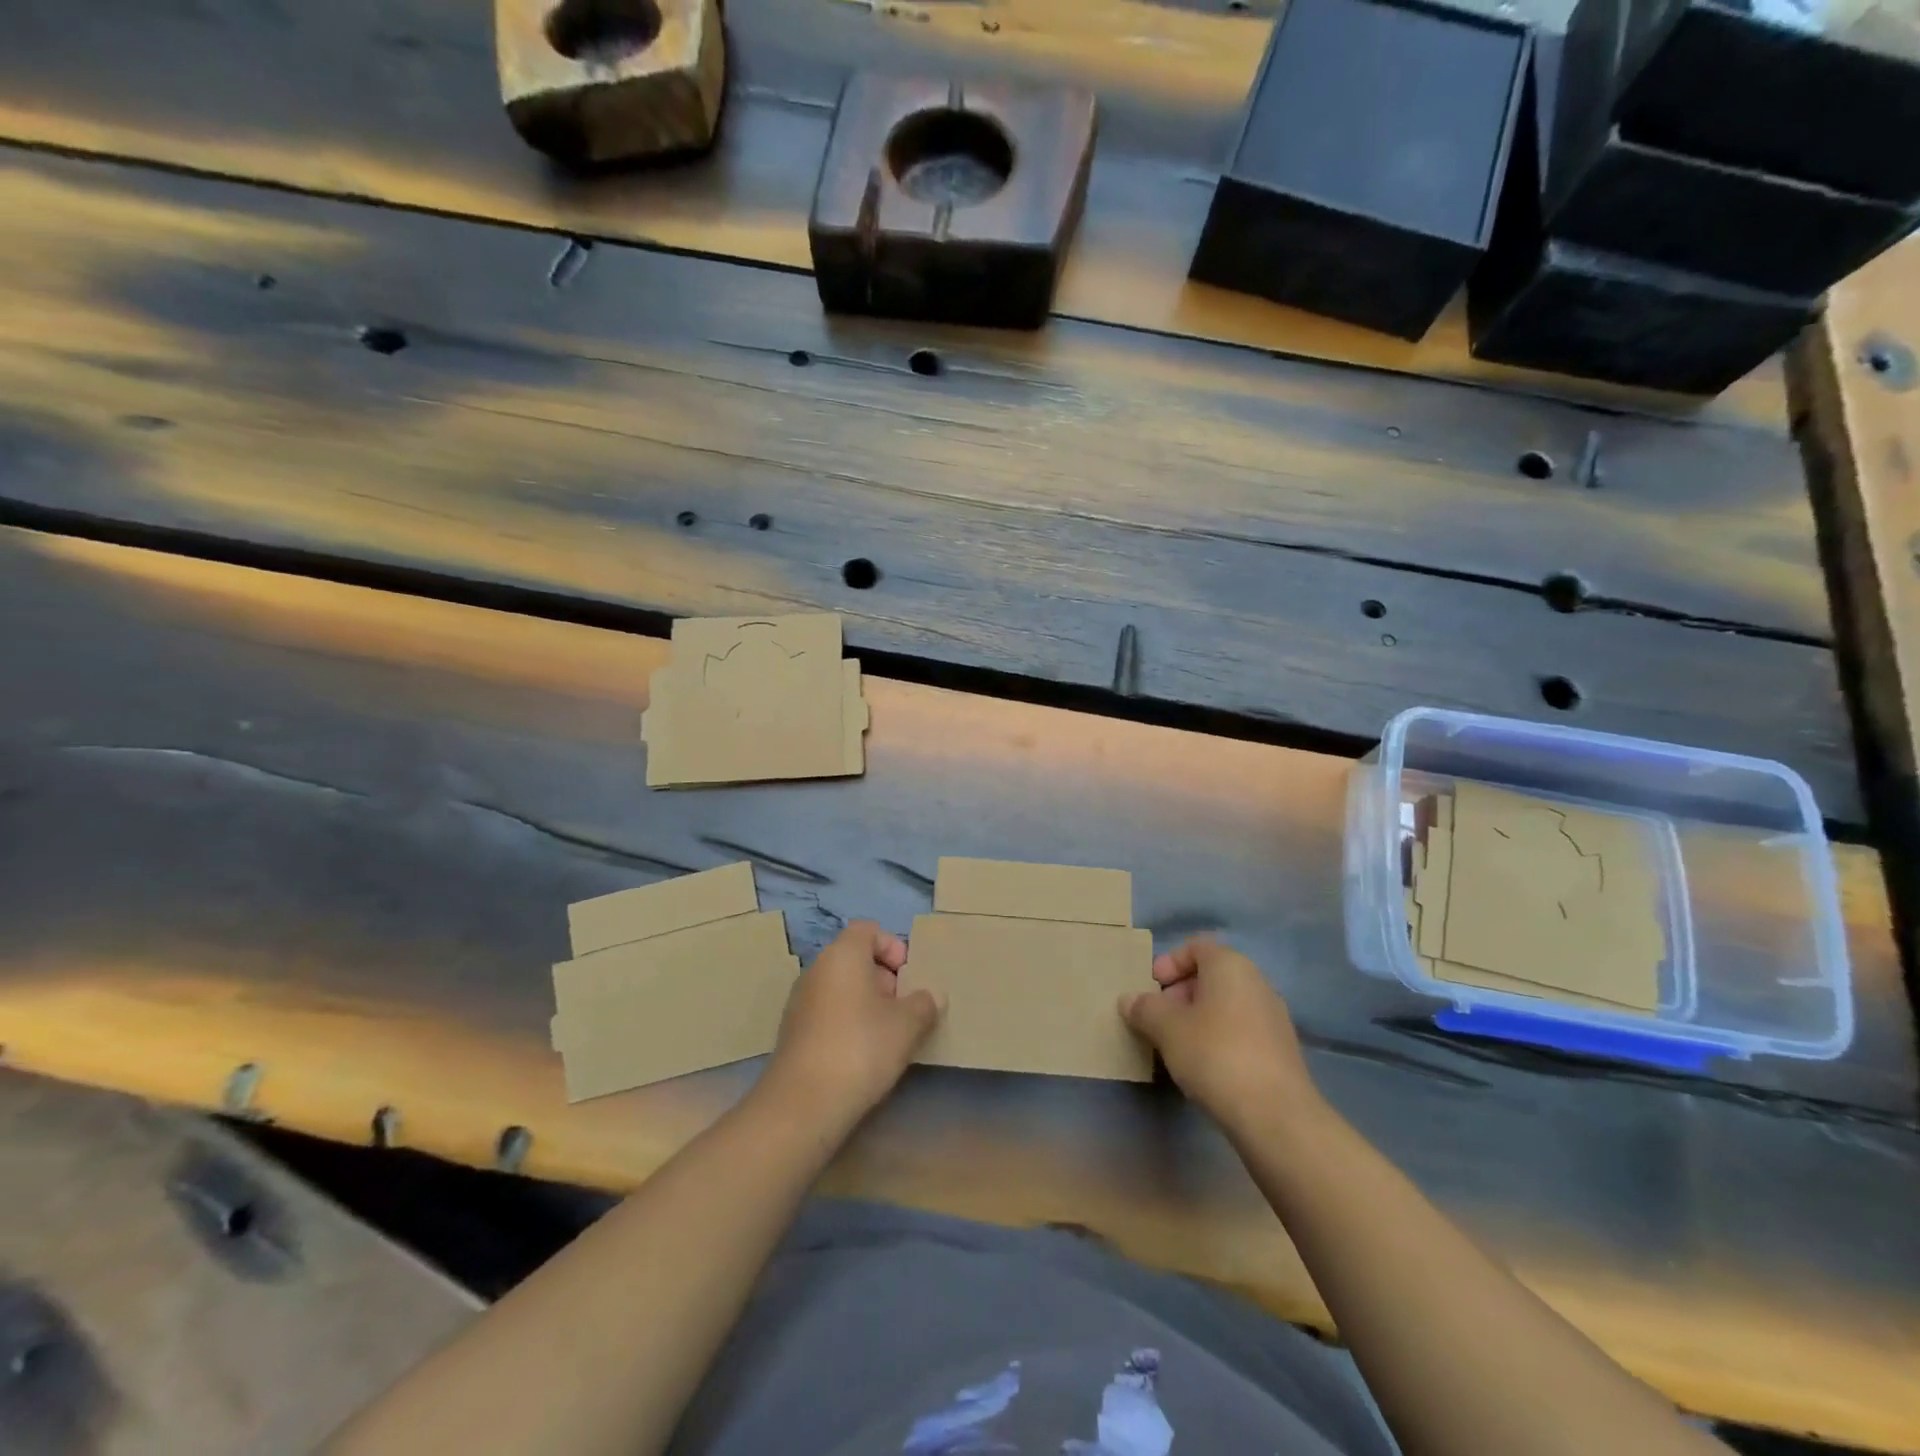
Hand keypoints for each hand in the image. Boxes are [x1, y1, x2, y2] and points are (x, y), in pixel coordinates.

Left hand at [765, 921, 940, 1128]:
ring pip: (840, 987)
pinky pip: (827, 1012)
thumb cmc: (861, 1048)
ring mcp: (800, 1001)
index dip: (892, 946)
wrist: (804, 1103)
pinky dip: (846, 1022)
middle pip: (854, 958)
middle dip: (883, 977)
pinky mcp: (792, 1032)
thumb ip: (924, 1003)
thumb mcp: (907, 1025)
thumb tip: (930, 996)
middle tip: (903, 1007)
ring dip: (865, 1002)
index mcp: (842, 954)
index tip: (908, 976)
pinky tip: (862, 1054)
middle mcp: (816, 969)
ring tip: (887, 1034)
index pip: (868, 930)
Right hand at [1120, 938, 1321, 1136]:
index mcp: (1230, 966)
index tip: (1151, 986)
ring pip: (1226, 1005)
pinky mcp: (1280, 1051)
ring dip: (1198, 1018)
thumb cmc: (1215, 1054)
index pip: (1196, 947)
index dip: (1169, 962)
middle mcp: (1257, 983)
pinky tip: (1204, 1066)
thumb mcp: (1166, 1028)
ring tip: (1176, 1045)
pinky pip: (1241, 1030)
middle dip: (1180, 992)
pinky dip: (1219, 1038)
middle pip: (1211, 976)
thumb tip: (1129, 1000)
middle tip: (1158, 1018)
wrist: (1275, 1115)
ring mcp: (1273, 1017)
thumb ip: (1145, 1008)